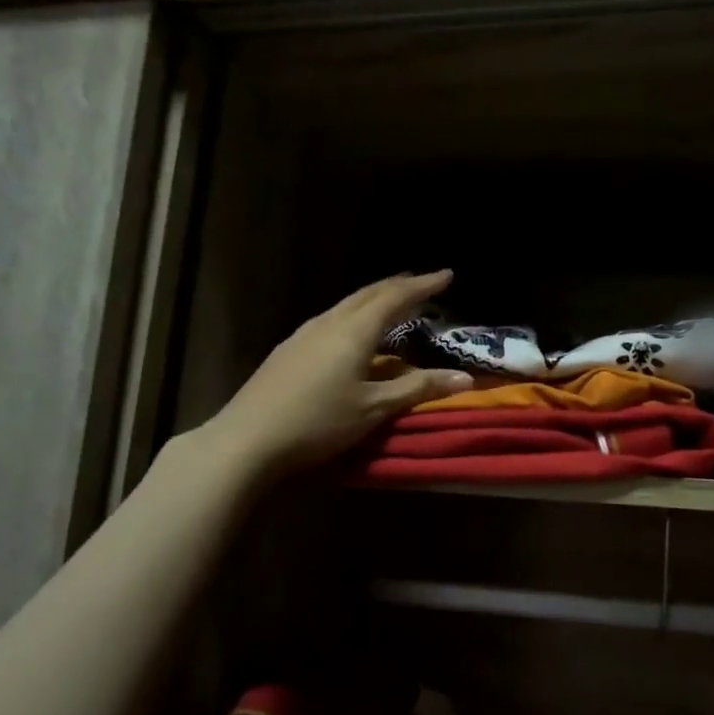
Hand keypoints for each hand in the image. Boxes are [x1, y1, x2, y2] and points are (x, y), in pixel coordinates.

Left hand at [201, 271, 472, 478]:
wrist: (248, 439)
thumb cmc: (319, 421)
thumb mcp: (375, 408)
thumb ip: (419, 388)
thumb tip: (465, 378)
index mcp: (354, 330)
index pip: (395, 297)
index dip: (423, 285)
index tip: (447, 275)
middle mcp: (329, 322)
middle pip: (368, 294)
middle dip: (398, 286)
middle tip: (422, 283)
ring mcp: (304, 334)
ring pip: (347, 305)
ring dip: (374, 299)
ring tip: (393, 303)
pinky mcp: (290, 350)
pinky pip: (332, 320)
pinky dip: (355, 316)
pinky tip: (354, 332)